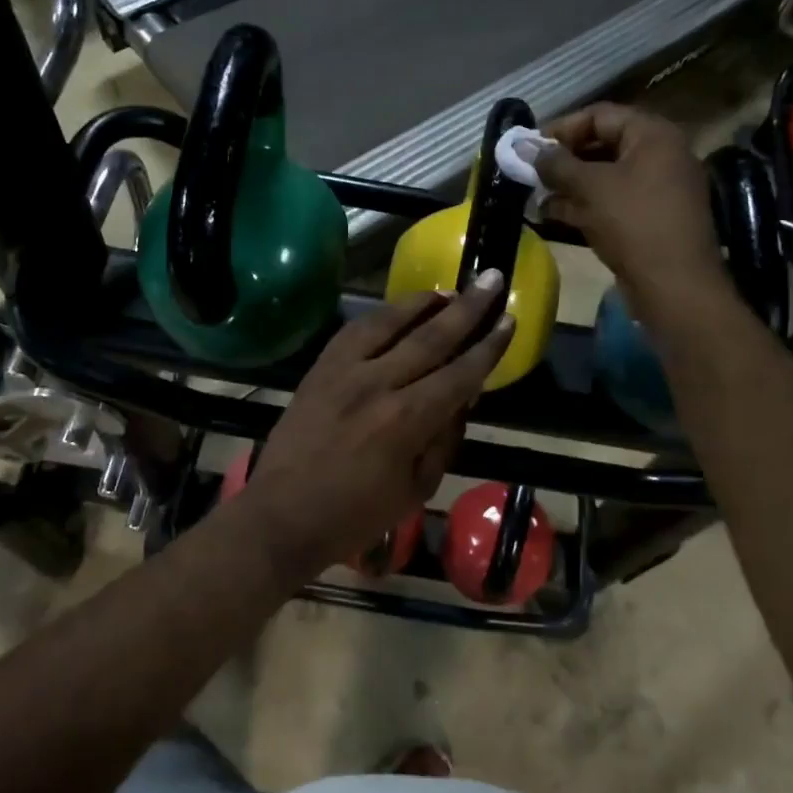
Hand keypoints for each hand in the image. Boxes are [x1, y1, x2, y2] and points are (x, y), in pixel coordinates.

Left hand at [238, 274, 514, 583]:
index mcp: (406, 421)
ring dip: (424, 302)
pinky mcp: (320, 367)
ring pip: (390, 322)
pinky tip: (399, 309)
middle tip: (492, 279)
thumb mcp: (416, 489)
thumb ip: (443, 439)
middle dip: (468, 307)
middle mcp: (377, 384)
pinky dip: (382, 314)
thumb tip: (461, 398)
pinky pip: (355, 329)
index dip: (488, 347)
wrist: (283, 514)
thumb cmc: (356, 514)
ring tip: (450, 290)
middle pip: (431, 337)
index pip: (459, 374)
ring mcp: (344, 371)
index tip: (508, 320)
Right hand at [534, 103, 730, 311]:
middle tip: (529, 174)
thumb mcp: (590, 188)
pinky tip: (551, 215)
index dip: (561, 129)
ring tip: (533, 196)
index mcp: (653, 135)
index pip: (599, 116)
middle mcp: (659, 155)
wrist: (675, 286)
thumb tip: (521, 146)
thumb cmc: (633, 224)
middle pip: (601, 145)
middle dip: (562, 161)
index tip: (530, 149)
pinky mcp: (649, 219)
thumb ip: (554, 164)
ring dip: (568, 186)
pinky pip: (611, 202)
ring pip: (603, 177)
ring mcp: (656, 189)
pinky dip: (583, 205)